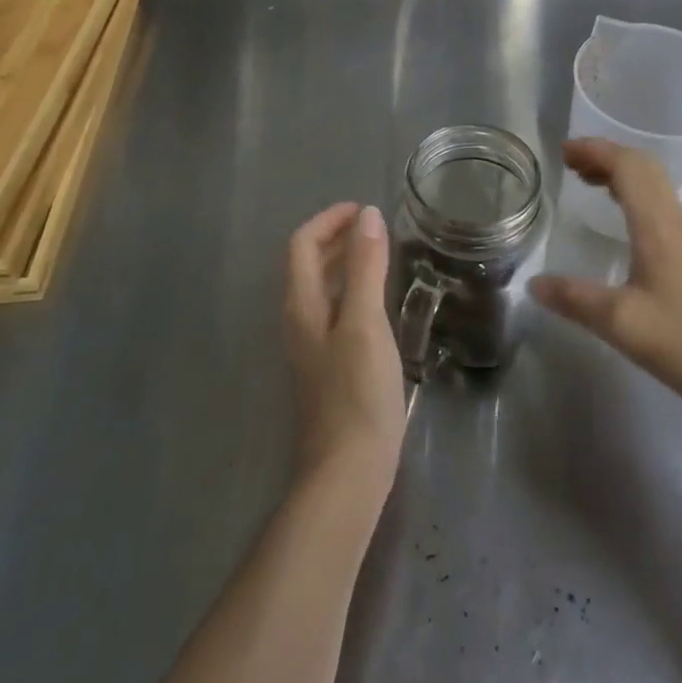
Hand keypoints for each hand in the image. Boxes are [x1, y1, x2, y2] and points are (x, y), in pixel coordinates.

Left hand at [284, 203, 406, 501]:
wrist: (348, 472)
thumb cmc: (356, 393)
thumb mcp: (365, 322)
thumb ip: (364, 267)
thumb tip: (367, 214)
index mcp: (302, 305)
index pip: (302, 244)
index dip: (329, 220)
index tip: (364, 210)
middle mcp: (300, 320)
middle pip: (309, 264)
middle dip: (337, 237)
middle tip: (375, 227)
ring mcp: (313, 346)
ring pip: (323, 288)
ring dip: (345, 262)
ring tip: (381, 254)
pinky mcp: (329, 366)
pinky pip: (336, 310)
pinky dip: (354, 290)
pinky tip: (381, 301)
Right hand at [529, 139, 681, 424]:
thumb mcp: (623, 325)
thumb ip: (576, 300)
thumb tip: (533, 283)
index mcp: (658, 226)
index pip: (628, 167)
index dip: (595, 151)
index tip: (563, 152)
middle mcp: (675, 221)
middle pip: (643, 167)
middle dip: (605, 156)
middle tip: (570, 164)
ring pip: (654, 185)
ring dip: (620, 174)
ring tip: (587, 182)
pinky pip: (659, 205)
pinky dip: (633, 195)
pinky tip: (621, 221)